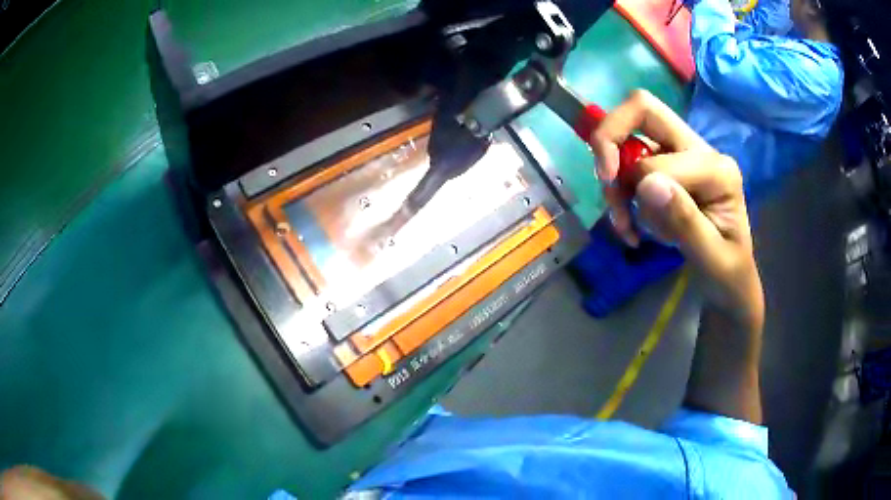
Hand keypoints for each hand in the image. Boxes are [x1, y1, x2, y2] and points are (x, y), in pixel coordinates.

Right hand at [590, 89, 762, 328]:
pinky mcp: (670, 165)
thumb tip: (646, 183)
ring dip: (614, 175)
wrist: (729, 281)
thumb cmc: (727, 274)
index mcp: (717, 170)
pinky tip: (629, 223)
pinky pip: (630, 157)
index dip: (633, 186)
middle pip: (643, 108)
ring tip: (624, 223)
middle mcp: (701, 149)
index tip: (625, 222)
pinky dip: (619, 188)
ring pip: (630, 131)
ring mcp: (684, 154)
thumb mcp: (712, 260)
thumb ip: (686, 222)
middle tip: (605, 180)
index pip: (658, 158)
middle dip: (609, 139)